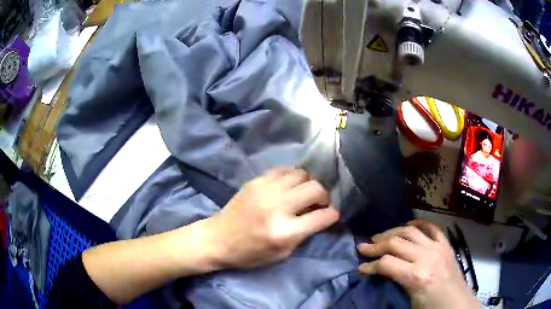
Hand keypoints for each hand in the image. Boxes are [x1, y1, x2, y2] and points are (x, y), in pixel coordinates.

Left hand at [206, 167, 338, 268]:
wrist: (218, 238)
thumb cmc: (250, 253)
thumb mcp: (282, 253)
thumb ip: (304, 234)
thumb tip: (321, 216)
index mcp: (284, 232)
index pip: (322, 216)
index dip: (332, 215)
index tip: (333, 214)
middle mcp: (277, 207)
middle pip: (315, 189)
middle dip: (324, 196)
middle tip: (320, 203)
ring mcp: (265, 190)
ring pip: (302, 174)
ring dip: (309, 184)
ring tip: (304, 193)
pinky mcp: (256, 181)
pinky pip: (284, 169)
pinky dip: (293, 177)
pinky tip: (290, 186)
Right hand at [357, 220, 479, 308]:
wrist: (457, 305)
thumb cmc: (431, 308)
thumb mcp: (409, 302)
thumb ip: (396, 284)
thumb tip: (382, 274)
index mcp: (416, 277)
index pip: (386, 264)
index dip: (370, 266)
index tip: (360, 268)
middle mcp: (427, 257)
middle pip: (396, 243)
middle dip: (376, 245)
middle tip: (363, 247)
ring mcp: (438, 248)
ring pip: (411, 231)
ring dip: (392, 232)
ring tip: (380, 236)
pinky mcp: (446, 245)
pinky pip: (432, 228)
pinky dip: (419, 223)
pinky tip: (410, 224)